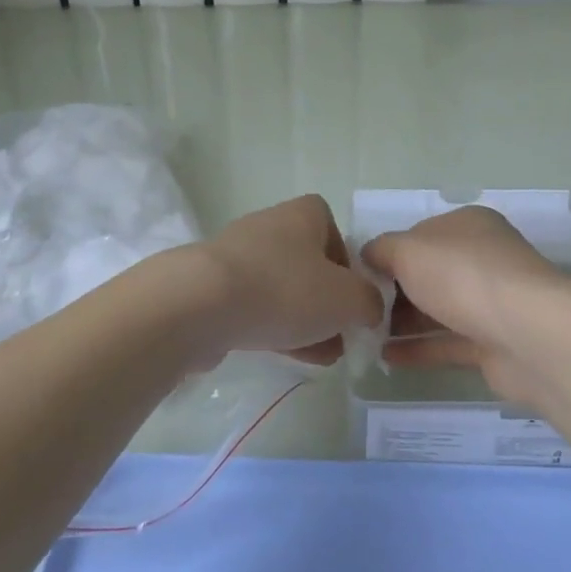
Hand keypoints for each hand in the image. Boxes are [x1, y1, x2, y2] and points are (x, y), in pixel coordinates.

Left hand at [179, 195, 383, 367]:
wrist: (201, 304)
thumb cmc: (284, 289)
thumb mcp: (348, 299)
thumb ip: (369, 302)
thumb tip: (367, 308)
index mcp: (302, 214)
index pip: (332, 227)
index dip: (347, 262)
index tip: (353, 295)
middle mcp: (268, 227)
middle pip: (307, 262)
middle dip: (326, 301)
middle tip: (340, 334)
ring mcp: (236, 257)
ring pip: (281, 288)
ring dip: (303, 320)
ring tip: (321, 356)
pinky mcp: (212, 288)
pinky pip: (253, 306)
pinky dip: (272, 327)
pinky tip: (287, 356)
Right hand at [361, 206, 565, 403]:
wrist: (528, 335)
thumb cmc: (462, 276)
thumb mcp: (407, 250)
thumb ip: (381, 250)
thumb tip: (367, 256)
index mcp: (468, 226)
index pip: (419, 234)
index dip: (389, 253)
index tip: (359, 275)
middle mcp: (483, 259)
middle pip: (429, 273)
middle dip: (394, 291)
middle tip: (360, 310)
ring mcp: (492, 303)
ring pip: (439, 309)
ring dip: (403, 322)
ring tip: (364, 336)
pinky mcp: (495, 344)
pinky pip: (448, 343)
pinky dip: (418, 349)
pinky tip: (385, 357)